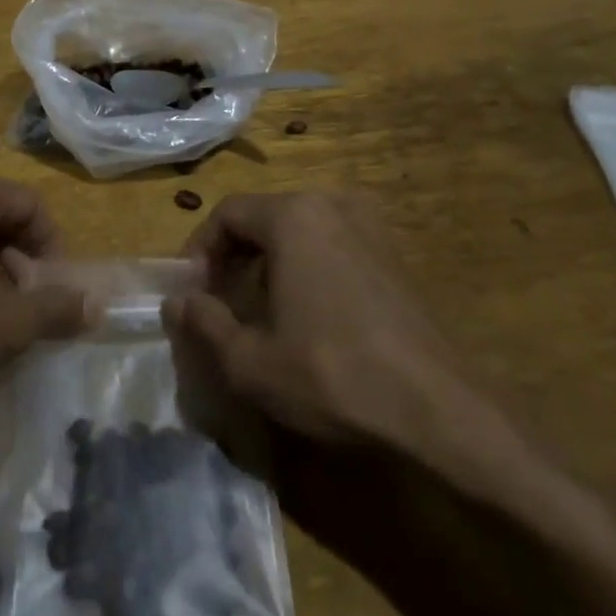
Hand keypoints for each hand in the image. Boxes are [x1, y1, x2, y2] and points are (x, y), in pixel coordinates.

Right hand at [163, 192, 539, 497]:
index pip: (227, 213)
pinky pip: (332, 246)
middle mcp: (332, 204)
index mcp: (294, 215)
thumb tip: (176, 301)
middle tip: (219, 304)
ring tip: (258, 312)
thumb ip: (204, 323)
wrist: (438, 411)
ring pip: (298, 232)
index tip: (191, 293)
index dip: (199, 250)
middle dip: (232, 257)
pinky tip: (307, 317)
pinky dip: (306, 268)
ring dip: (268, 264)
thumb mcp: (250, 360)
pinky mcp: (393, 255)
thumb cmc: (332, 374)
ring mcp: (370, 227)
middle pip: (263, 218)